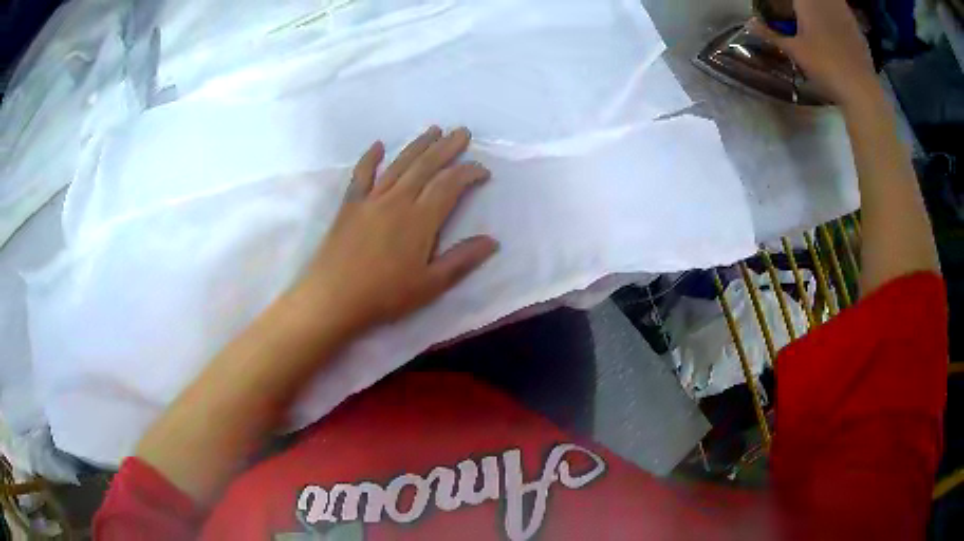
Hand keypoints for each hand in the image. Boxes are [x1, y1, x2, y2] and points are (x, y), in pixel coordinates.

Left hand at [295, 126, 497, 334]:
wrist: (332, 298)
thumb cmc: (384, 295)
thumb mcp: (430, 285)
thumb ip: (462, 260)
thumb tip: (492, 241)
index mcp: (420, 219)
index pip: (450, 184)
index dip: (469, 172)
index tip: (483, 170)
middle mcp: (397, 200)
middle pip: (426, 166)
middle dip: (446, 147)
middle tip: (462, 131)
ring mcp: (371, 199)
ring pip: (399, 164)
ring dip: (417, 145)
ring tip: (433, 130)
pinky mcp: (350, 205)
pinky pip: (362, 174)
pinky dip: (370, 158)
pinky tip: (378, 145)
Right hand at [749, 0, 879, 106]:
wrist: (860, 89)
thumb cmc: (825, 66)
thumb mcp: (794, 51)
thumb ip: (771, 35)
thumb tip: (750, 23)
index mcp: (807, 2)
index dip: (792, 1)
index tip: (784, 5)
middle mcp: (826, 2)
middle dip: (806, 2)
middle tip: (800, 9)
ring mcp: (845, 13)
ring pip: (832, 0)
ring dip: (822, 5)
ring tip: (816, 13)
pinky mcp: (857, 27)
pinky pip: (844, 11)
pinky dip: (837, 13)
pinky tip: (835, 25)